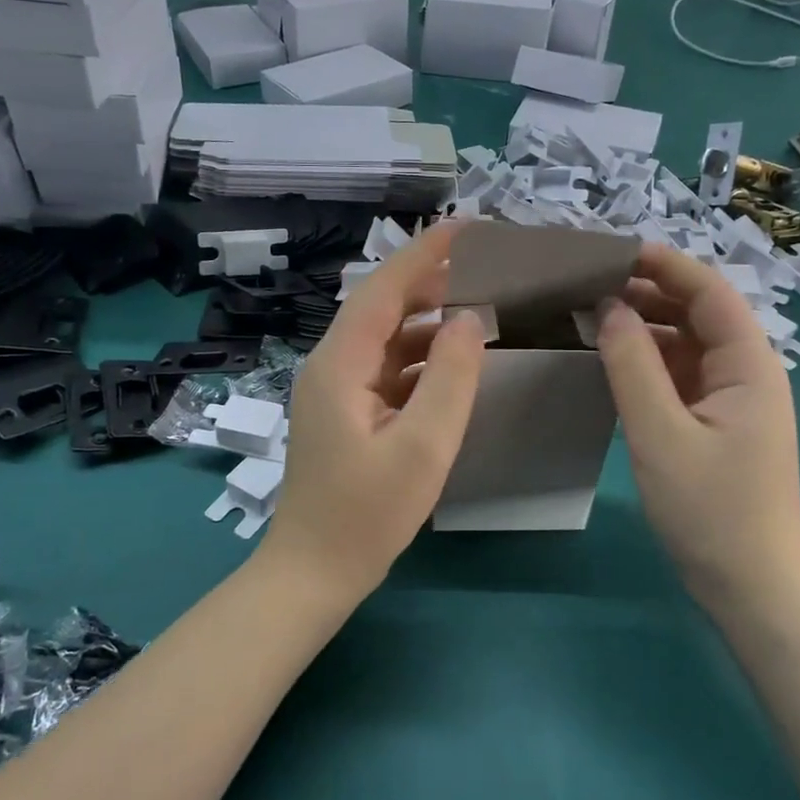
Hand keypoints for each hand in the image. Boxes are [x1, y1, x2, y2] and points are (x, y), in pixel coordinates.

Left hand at [264, 224, 485, 596]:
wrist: (313, 573)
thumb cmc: (366, 514)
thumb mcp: (422, 447)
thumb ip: (450, 378)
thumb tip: (469, 319)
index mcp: (340, 363)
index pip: (384, 288)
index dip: (425, 252)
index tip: (468, 226)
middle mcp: (331, 366)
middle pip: (382, 307)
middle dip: (431, 282)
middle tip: (486, 267)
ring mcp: (336, 391)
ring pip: (385, 339)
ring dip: (428, 321)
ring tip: (479, 307)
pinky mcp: (346, 414)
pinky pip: (386, 370)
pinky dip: (420, 358)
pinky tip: (453, 363)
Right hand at [594, 243, 799, 616]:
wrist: (751, 586)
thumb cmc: (710, 510)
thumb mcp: (660, 434)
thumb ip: (632, 366)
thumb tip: (608, 308)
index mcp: (749, 365)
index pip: (709, 292)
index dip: (664, 265)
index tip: (612, 251)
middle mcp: (746, 372)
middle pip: (698, 313)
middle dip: (647, 293)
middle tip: (587, 285)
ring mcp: (732, 399)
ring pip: (687, 344)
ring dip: (644, 327)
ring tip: (589, 316)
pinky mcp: (716, 423)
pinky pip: (680, 376)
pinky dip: (647, 362)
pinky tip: (611, 361)